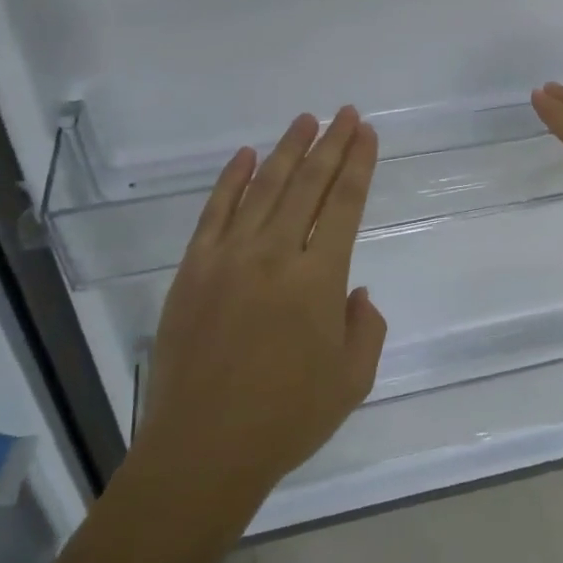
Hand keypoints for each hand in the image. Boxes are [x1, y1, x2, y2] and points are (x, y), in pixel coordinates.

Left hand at [133, 108, 387, 515]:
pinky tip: (245, 155)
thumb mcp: (352, 381)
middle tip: (346, 113)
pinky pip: (215, 211)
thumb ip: (365, 327)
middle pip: (308, 184)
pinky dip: (231, 180)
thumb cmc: (286, 419)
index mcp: (318, 279)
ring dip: (287, 150)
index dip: (359, 164)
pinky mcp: (194, 267)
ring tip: (306, 121)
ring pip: (264, 187)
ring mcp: (229, 256)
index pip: (344, 204)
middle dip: (331, 144)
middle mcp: (275, 254)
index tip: (367, 133)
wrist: (203, 448)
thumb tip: (355, 290)